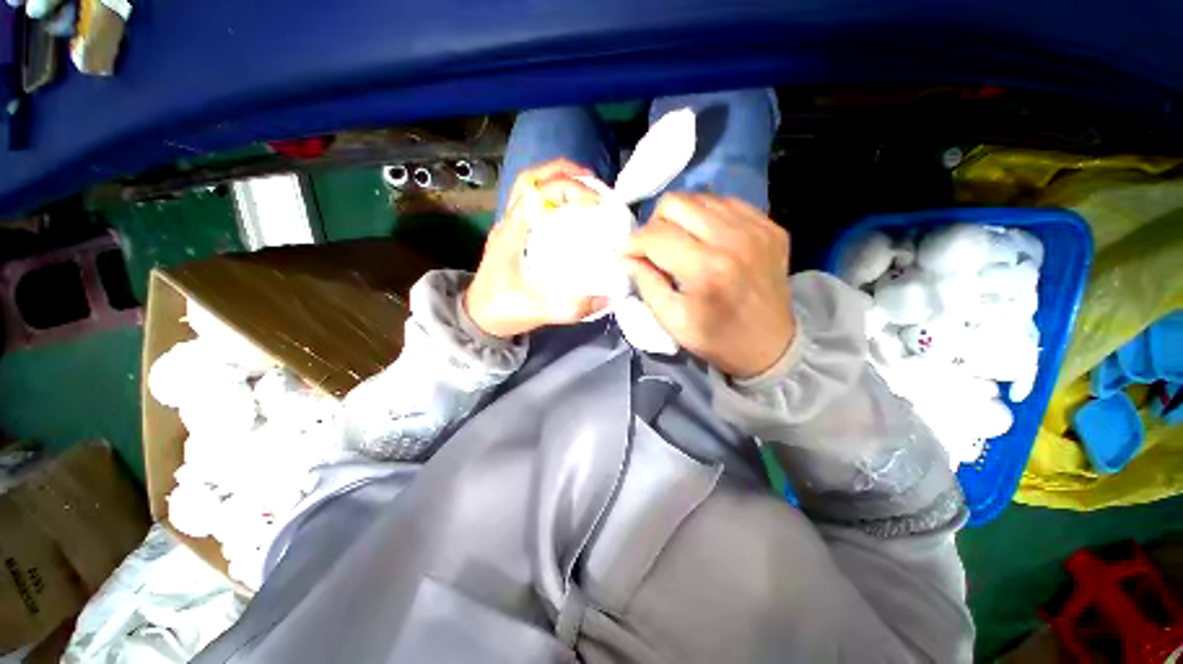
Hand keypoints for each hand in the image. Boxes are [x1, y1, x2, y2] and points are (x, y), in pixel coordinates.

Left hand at [464, 159, 610, 338]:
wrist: (478, 318)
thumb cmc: (502, 310)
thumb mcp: (538, 311)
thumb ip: (573, 307)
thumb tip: (609, 297)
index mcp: (512, 233)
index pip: (537, 192)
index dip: (568, 188)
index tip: (596, 201)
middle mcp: (508, 223)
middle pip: (530, 179)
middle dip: (562, 172)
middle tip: (593, 183)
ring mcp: (509, 227)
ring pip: (528, 188)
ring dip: (556, 181)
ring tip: (584, 190)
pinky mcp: (514, 236)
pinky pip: (532, 204)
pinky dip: (552, 198)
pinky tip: (570, 213)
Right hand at [623, 193, 795, 378]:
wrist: (771, 345)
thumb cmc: (716, 338)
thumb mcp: (672, 320)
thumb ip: (646, 283)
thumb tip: (627, 256)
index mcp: (705, 269)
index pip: (655, 235)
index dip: (633, 243)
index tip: (628, 255)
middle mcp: (733, 239)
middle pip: (675, 203)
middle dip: (655, 223)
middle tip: (655, 247)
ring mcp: (756, 228)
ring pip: (699, 196)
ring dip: (680, 218)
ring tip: (680, 242)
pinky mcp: (769, 226)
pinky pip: (726, 202)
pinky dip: (707, 217)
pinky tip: (706, 239)